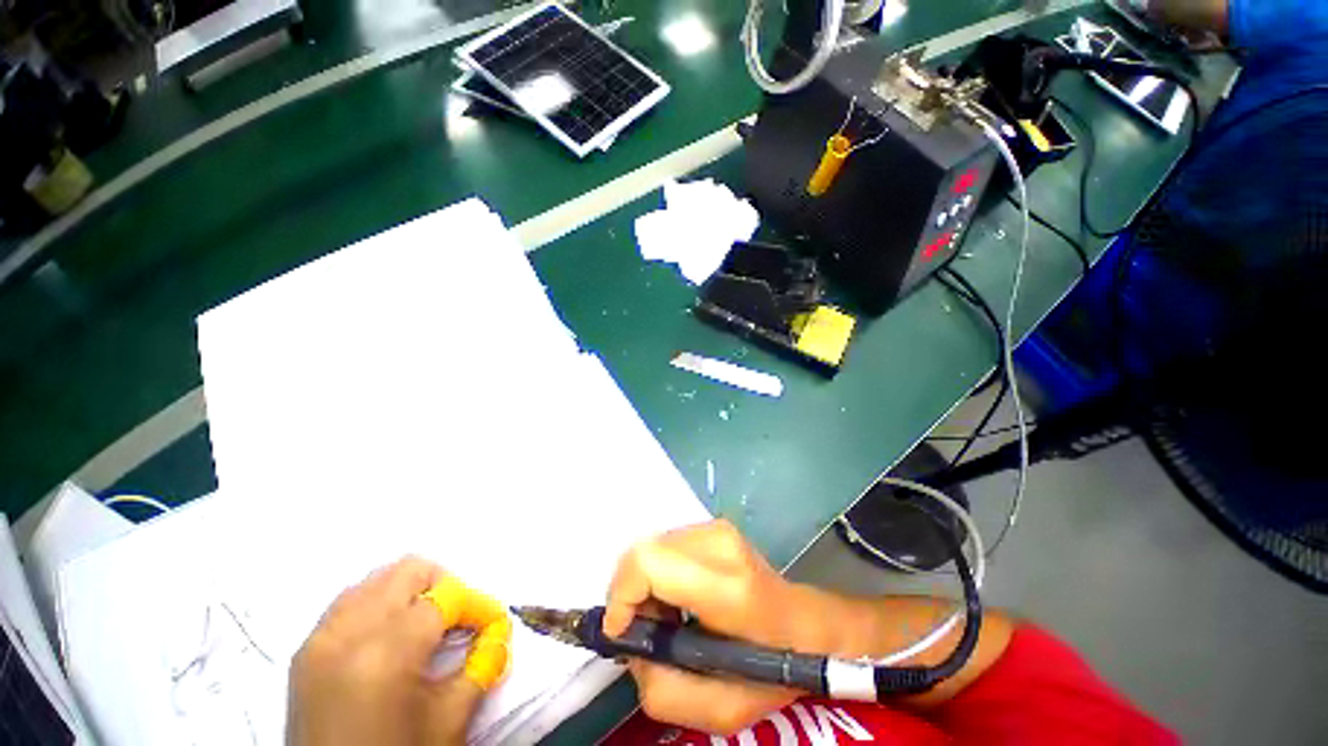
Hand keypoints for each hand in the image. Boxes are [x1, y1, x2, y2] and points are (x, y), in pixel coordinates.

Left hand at [286, 557, 504, 745]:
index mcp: (385, 653)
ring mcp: (319, 640)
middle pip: (408, 571)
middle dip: (444, 586)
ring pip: (375, 579)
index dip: (478, 606)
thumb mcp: (451, 719)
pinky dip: (378, 604)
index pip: (446, 597)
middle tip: (459, 620)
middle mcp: (347, 634)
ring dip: (410, 592)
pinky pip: (347, 602)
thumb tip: (499, 630)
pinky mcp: (305, 652)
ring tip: (426, 626)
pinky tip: (391, 637)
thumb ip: (482, 663)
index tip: (492, 625)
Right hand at [604, 519, 824, 734]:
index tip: (624, 632)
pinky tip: (679, 598)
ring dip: (645, 585)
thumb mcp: (720, 709)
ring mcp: (717, 528)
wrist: (806, 624)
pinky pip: (667, 545)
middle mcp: (719, 543)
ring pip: (652, 547)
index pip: (649, 562)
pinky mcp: (714, 526)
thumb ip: (660, 688)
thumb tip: (630, 643)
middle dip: (631, 594)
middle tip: (648, 631)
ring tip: (667, 619)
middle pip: (644, 551)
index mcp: (727, 588)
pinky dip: (659, 573)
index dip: (622, 594)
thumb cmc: (772, 668)